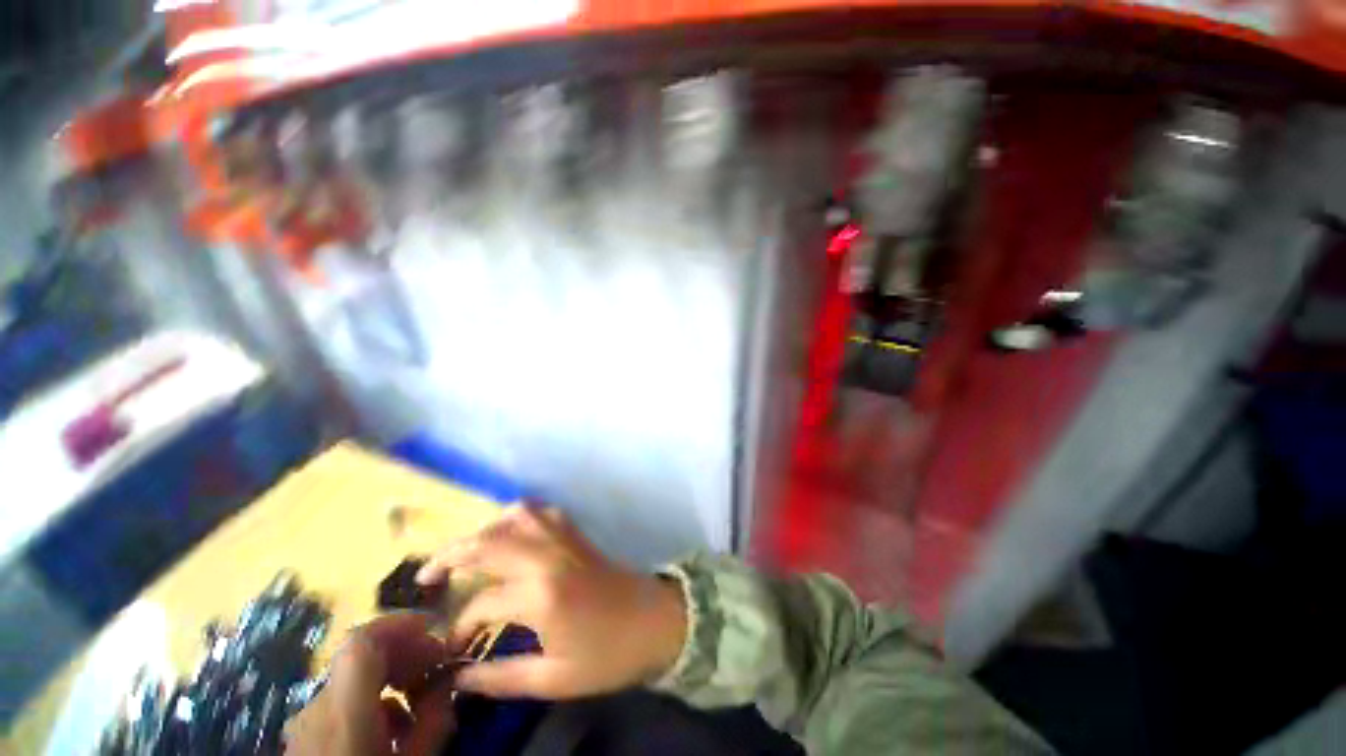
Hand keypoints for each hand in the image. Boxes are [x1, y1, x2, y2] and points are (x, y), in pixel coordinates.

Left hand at [285, 614, 456, 755]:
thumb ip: (432, 719)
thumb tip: (449, 681)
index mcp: (343, 710)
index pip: (363, 641)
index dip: (400, 623)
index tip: (436, 627)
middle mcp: (318, 707)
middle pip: (361, 656)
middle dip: (406, 651)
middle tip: (438, 665)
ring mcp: (307, 722)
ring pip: (355, 680)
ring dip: (393, 677)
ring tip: (422, 700)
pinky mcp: (306, 737)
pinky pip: (344, 703)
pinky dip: (376, 701)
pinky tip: (395, 729)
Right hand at [416, 506, 686, 698]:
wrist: (655, 621)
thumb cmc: (608, 655)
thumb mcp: (554, 679)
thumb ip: (501, 678)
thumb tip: (459, 679)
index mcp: (541, 595)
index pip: (482, 603)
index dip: (459, 627)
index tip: (452, 648)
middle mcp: (548, 556)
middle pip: (489, 542)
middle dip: (451, 555)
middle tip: (427, 575)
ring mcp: (565, 538)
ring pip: (517, 516)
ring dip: (485, 529)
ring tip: (466, 552)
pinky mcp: (577, 533)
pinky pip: (544, 512)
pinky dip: (519, 516)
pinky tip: (510, 533)